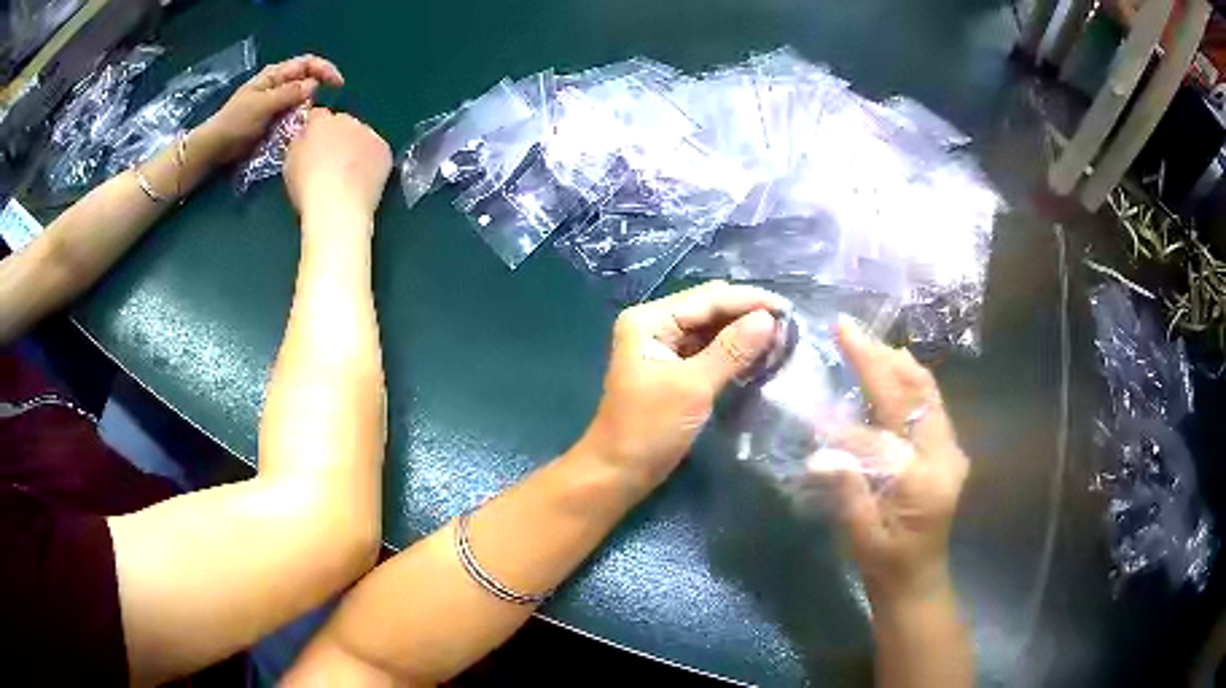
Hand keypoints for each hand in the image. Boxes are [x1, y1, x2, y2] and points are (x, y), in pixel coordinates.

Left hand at [194, 55, 343, 164]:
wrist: (216, 147)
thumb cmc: (236, 122)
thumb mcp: (263, 105)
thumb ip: (289, 93)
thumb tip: (314, 85)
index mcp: (275, 75)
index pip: (307, 64)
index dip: (325, 70)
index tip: (338, 84)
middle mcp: (278, 85)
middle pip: (306, 81)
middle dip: (317, 92)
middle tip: (321, 110)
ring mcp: (276, 103)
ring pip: (301, 101)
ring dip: (308, 110)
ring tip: (310, 123)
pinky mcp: (273, 120)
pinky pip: (293, 116)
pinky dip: (298, 122)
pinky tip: (299, 131)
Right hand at [284, 109, 392, 228]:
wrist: (337, 206)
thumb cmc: (306, 188)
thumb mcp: (290, 163)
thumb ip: (299, 144)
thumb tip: (306, 139)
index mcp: (320, 122)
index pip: (317, 115)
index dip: (314, 129)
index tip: (313, 143)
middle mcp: (347, 120)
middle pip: (342, 123)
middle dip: (337, 137)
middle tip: (332, 161)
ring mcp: (369, 133)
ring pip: (362, 136)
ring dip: (356, 148)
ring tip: (349, 175)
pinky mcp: (384, 150)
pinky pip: (376, 151)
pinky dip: (371, 161)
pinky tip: (363, 180)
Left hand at [577, 281, 786, 489]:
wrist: (618, 472)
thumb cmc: (649, 428)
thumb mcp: (693, 387)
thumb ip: (731, 350)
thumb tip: (769, 318)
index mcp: (649, 320)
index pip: (707, 299)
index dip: (749, 300)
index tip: (789, 309)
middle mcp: (654, 325)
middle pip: (709, 309)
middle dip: (747, 314)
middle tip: (789, 324)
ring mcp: (662, 347)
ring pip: (710, 329)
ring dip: (742, 332)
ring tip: (781, 337)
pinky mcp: (672, 369)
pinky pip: (707, 350)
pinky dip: (732, 351)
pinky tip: (757, 354)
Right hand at [824, 319, 969, 602]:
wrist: (918, 580)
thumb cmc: (886, 565)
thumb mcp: (861, 537)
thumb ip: (847, 491)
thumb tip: (820, 453)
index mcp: (923, 479)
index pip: (892, 420)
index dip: (864, 383)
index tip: (841, 343)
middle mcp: (945, 455)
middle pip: (918, 391)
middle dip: (883, 357)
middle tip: (850, 331)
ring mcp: (952, 450)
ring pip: (929, 391)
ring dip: (897, 364)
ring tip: (866, 343)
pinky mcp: (949, 450)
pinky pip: (931, 404)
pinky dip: (909, 381)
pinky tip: (891, 370)